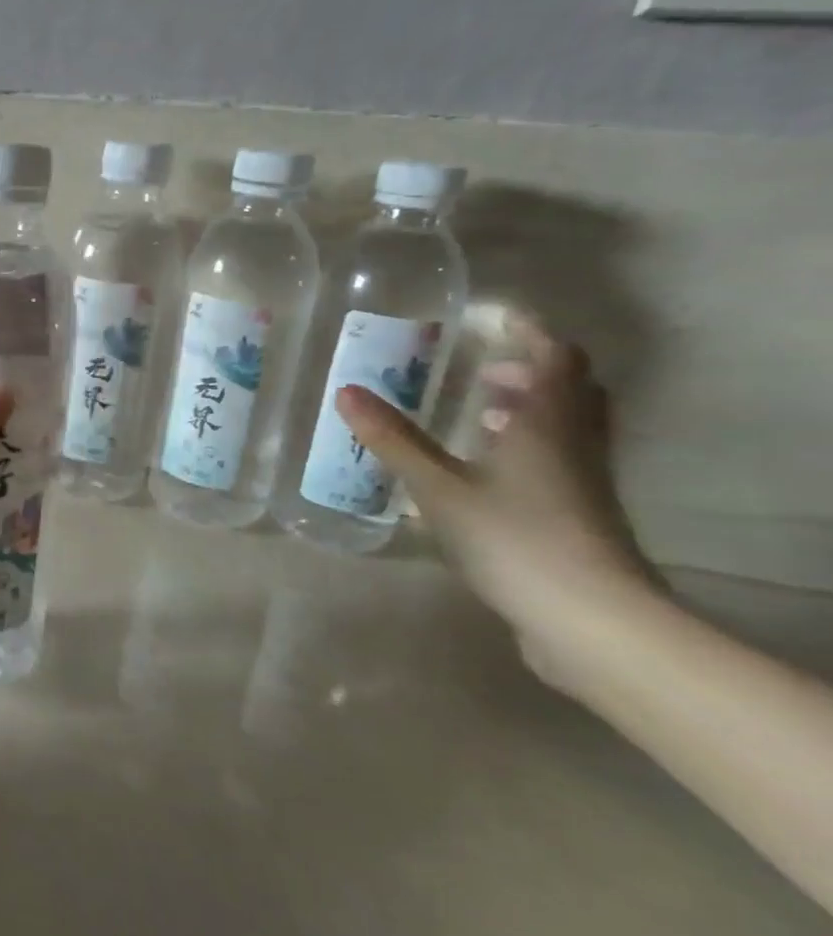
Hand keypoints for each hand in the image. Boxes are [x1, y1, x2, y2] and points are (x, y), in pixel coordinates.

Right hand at [337, 320, 662, 681]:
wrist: (590, 619)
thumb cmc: (513, 538)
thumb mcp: (438, 487)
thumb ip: (393, 439)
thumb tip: (346, 391)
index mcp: (546, 422)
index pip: (553, 356)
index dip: (526, 329)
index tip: (489, 315)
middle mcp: (574, 441)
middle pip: (570, 387)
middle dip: (530, 367)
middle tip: (482, 364)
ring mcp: (582, 480)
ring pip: (566, 424)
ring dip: (529, 406)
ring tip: (478, 408)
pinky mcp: (579, 512)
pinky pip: (558, 457)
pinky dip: (527, 443)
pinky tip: (484, 466)